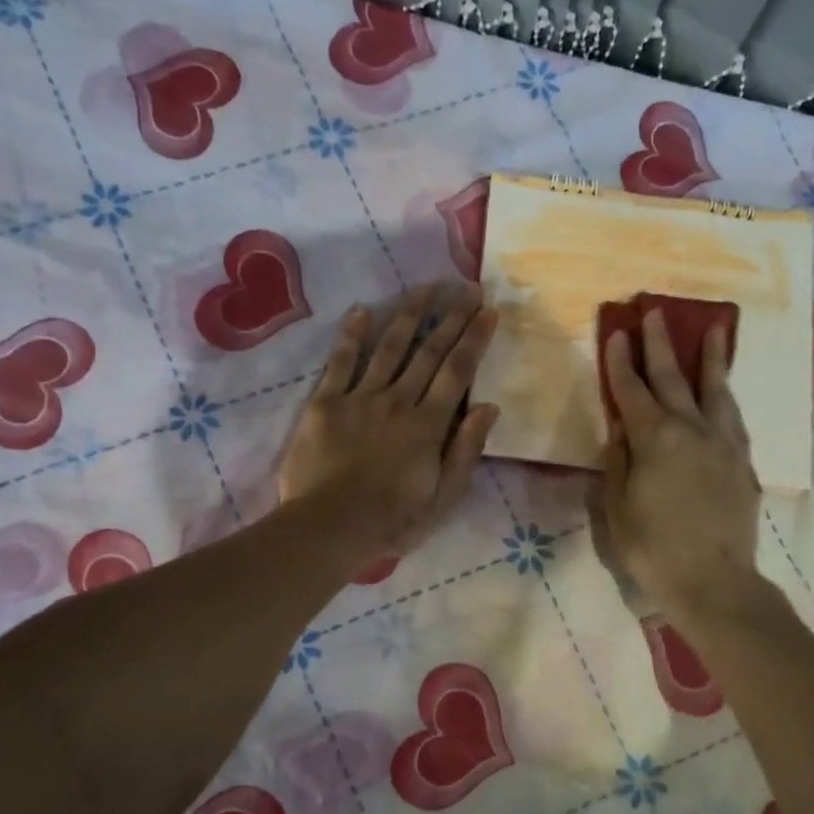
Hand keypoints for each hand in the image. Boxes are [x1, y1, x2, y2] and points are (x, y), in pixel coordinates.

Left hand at [277, 281, 499, 560]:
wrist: (329, 527)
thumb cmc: (392, 521)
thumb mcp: (442, 498)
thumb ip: (465, 451)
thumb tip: (488, 407)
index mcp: (429, 425)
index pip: (457, 372)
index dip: (474, 339)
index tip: (487, 310)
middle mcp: (398, 401)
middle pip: (428, 352)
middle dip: (450, 317)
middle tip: (466, 286)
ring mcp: (360, 399)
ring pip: (389, 347)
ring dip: (408, 314)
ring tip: (425, 287)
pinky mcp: (325, 404)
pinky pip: (340, 363)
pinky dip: (352, 336)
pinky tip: (362, 310)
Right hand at [600, 307, 762, 618]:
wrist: (714, 582)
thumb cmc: (653, 549)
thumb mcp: (617, 507)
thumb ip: (617, 462)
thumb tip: (621, 428)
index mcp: (655, 440)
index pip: (632, 391)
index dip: (620, 361)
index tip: (616, 331)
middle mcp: (692, 430)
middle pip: (673, 378)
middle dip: (660, 344)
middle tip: (654, 311)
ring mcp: (723, 444)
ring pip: (715, 390)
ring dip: (710, 357)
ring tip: (712, 328)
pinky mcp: (742, 462)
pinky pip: (733, 416)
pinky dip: (726, 395)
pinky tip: (724, 390)